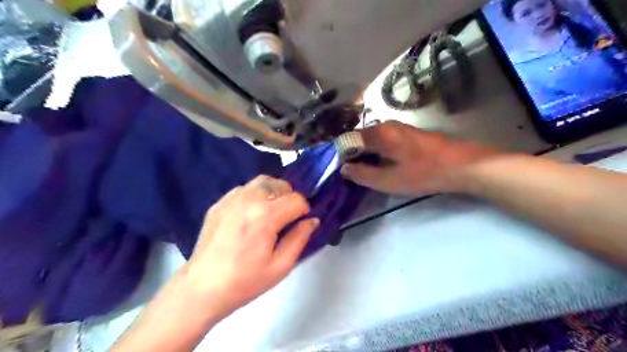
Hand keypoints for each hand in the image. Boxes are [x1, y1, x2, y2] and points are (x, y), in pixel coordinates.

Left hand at [181, 176, 318, 318]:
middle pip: (281, 185)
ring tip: (271, 211)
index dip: (304, 211)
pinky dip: (255, 195)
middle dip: (290, 198)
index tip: (299, 225)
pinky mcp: (219, 203)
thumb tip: (312, 220)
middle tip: (287, 218)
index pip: (297, 200)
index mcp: (266, 215)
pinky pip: (244, 189)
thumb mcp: (281, 266)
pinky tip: (251, 214)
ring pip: (262, 182)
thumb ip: (300, 238)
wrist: (202, 288)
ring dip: (273, 192)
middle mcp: (250, 199)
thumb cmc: (245, 281)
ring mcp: (232, 198)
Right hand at [342, 121, 502, 195]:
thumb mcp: (390, 180)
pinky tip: (382, 164)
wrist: (462, 165)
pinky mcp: (407, 134)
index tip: (340, 168)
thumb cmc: (423, 173)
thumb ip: (363, 174)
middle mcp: (386, 126)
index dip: (341, 154)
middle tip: (352, 173)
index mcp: (379, 134)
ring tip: (365, 171)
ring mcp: (398, 128)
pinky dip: (377, 151)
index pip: (348, 139)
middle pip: (360, 137)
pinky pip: (384, 140)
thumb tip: (343, 169)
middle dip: (353, 154)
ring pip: (372, 139)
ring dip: (366, 153)